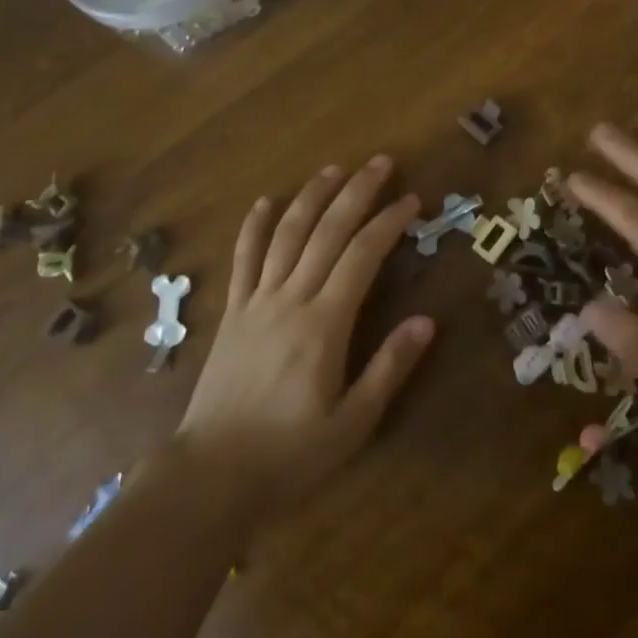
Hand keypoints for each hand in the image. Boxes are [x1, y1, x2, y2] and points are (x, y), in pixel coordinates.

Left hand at [175, 157, 436, 514]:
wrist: (211, 475)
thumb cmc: (289, 454)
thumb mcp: (352, 424)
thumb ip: (389, 368)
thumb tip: (426, 321)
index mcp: (324, 325)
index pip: (362, 256)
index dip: (388, 223)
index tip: (411, 201)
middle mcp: (290, 299)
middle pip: (326, 231)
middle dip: (356, 192)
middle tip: (380, 162)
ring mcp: (256, 301)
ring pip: (286, 233)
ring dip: (311, 196)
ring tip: (333, 169)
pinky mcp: (232, 311)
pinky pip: (243, 258)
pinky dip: (254, 226)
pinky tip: (265, 201)